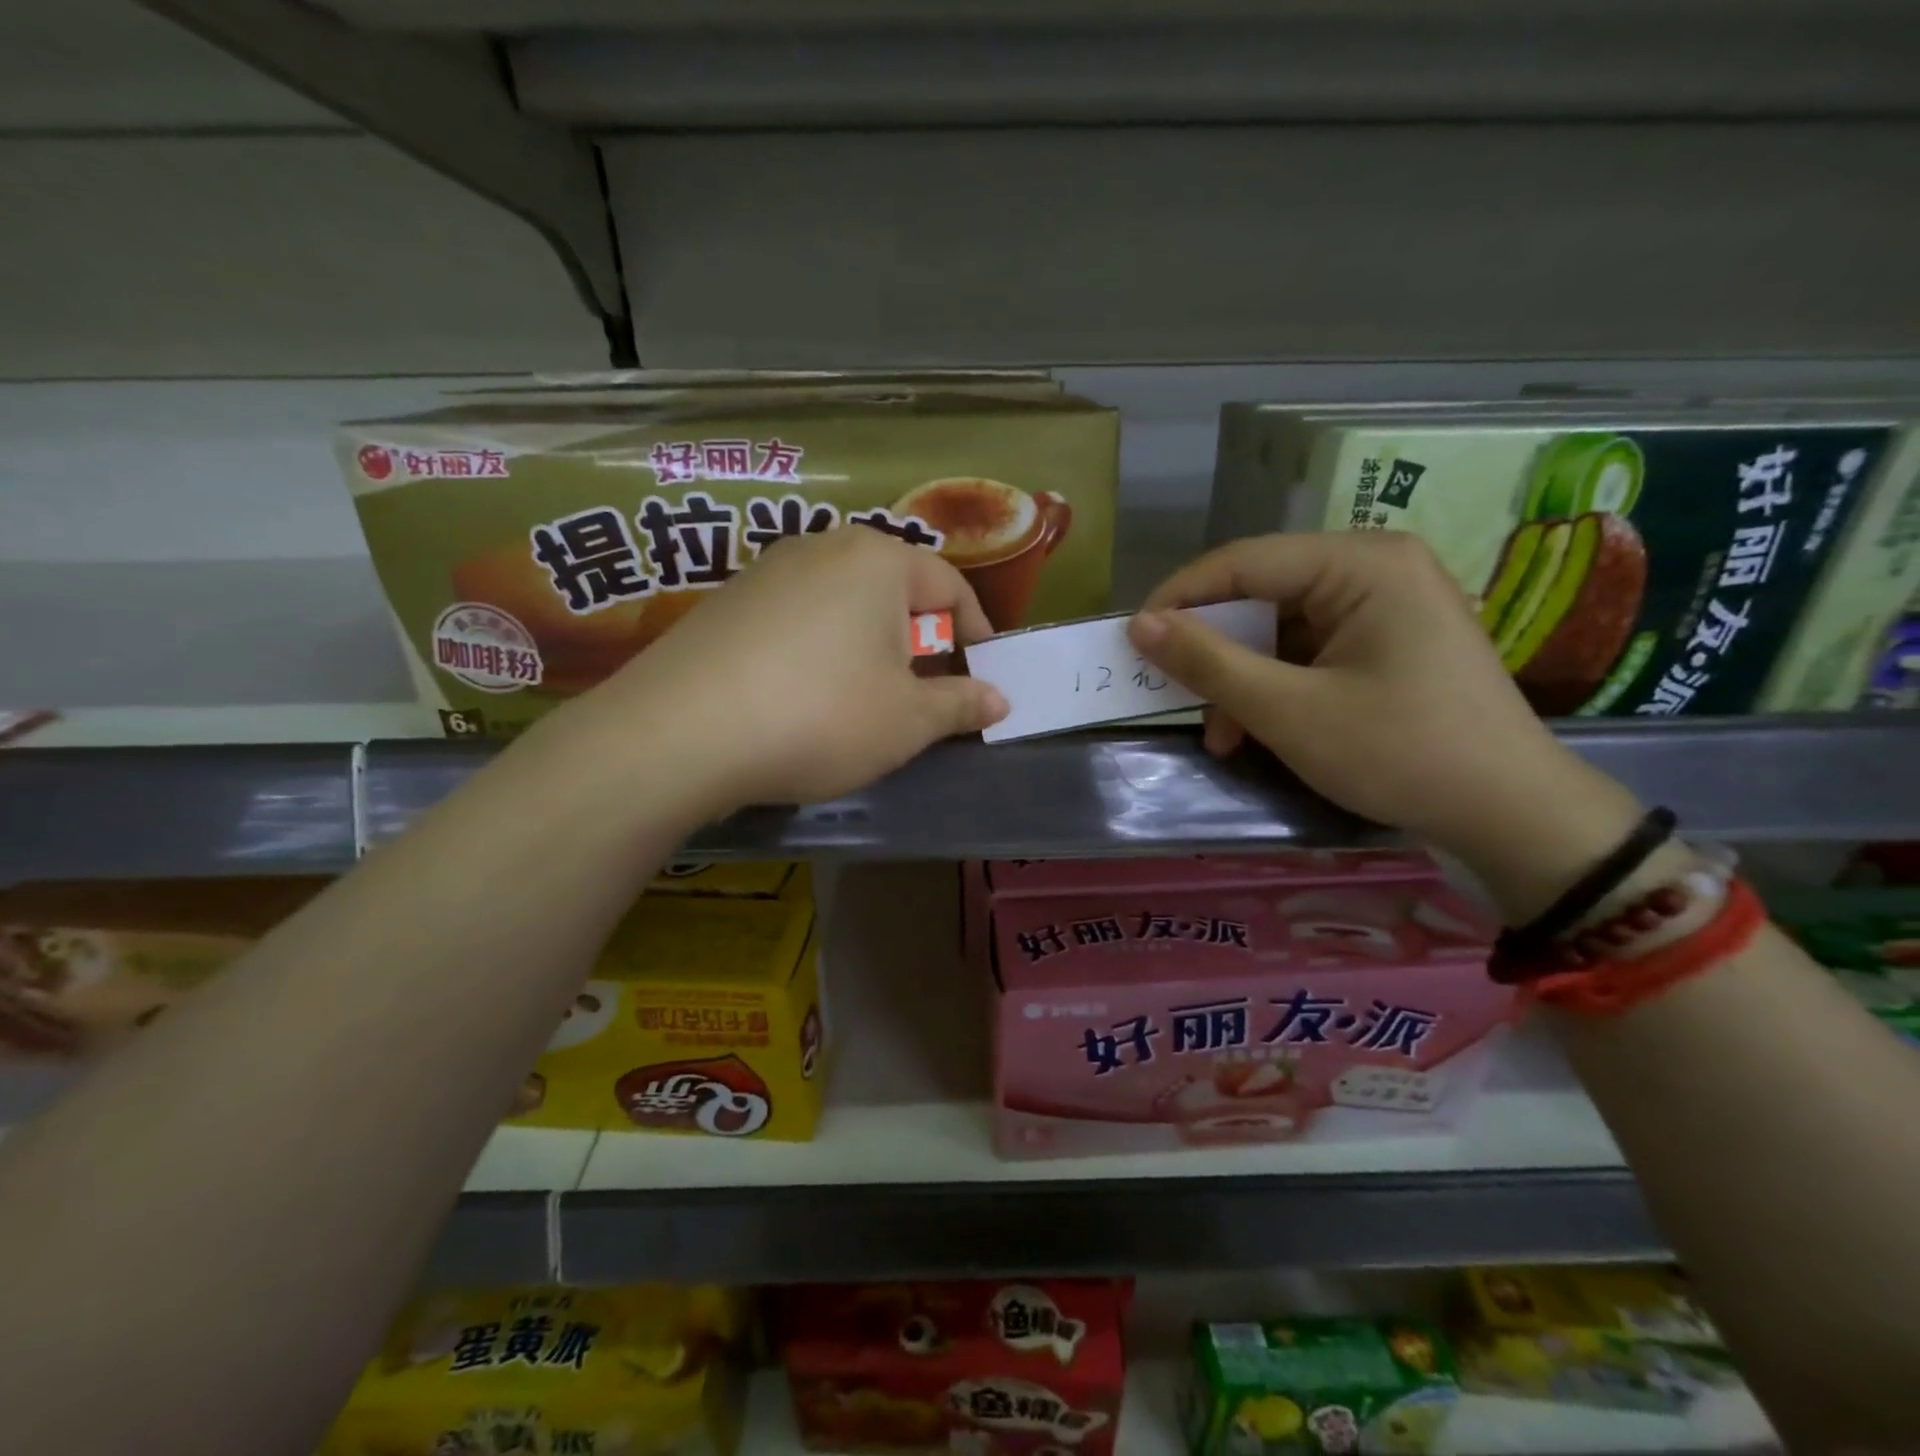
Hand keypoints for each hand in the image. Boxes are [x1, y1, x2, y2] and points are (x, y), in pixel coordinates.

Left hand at [558, 527, 1007, 815]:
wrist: (680, 734)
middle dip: (917, 642)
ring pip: (841, 606)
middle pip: (892, 591)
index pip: (949, 585)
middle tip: (922, 694)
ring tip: (861, 701)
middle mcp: (821, 548)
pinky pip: (795, 621)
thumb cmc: (821, 716)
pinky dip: (817, 652)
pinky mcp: (724, 604)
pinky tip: (800, 698)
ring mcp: (765, 571)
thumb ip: (960, 704)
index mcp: (878, 560)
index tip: (982, 675)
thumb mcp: (908, 720)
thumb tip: (998, 698)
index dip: (975, 633)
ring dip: (866, 648)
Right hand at [1130, 532, 1645, 920]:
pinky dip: (1274, 688)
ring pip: (1278, 629)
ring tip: (1225, 737)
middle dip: (1215, 654)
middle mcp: (1373, 567)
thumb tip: (1138, 625)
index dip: (1178, 599)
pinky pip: (1306, 650)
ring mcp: (1384, 604)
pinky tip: (1259, 731)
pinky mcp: (1386, 640)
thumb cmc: (1399, 752)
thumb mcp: (1288, 710)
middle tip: (1179, 699)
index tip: (1131, 642)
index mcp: (1360, 562)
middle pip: (1260, 596)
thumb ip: (1208, 662)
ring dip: (1241, 681)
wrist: (1511, 815)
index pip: (1241, 562)